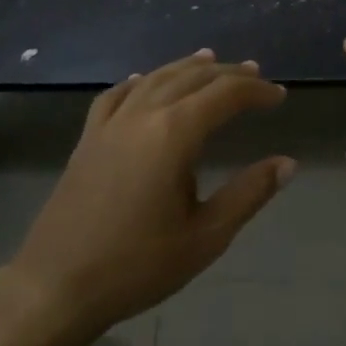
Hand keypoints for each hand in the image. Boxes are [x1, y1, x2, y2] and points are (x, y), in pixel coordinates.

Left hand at [6, 49, 292, 335]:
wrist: (58, 285)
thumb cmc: (138, 265)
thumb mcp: (205, 236)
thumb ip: (249, 194)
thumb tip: (287, 163)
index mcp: (174, 133)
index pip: (224, 95)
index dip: (255, 91)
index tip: (279, 96)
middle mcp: (142, 115)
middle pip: (191, 78)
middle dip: (226, 73)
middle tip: (254, 73)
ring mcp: (110, 124)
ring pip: (154, 79)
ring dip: (186, 67)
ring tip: (210, 60)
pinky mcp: (87, 138)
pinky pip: (116, 96)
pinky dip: (138, 83)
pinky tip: (143, 81)